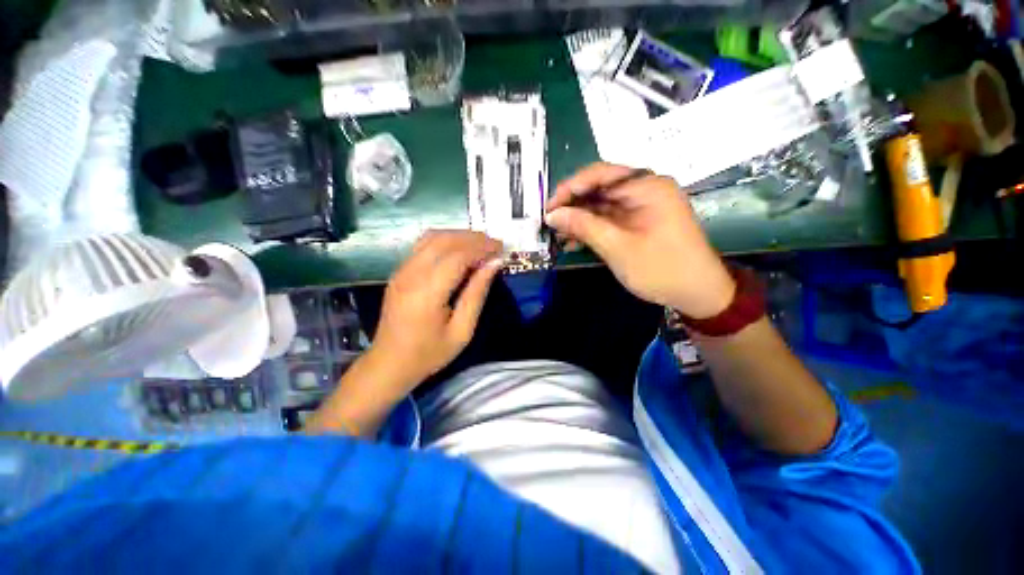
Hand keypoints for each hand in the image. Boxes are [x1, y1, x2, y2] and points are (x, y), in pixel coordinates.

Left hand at [371, 230, 503, 389]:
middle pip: (444, 240)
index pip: (458, 256)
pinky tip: (459, 251)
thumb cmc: (429, 353)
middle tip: (494, 245)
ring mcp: (401, 271)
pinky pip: (423, 246)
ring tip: (480, 245)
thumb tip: (494, 264)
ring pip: (432, 238)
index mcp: (427, 292)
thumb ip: (477, 293)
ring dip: (459, 236)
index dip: (482, 248)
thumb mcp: (462, 330)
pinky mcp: (399, 272)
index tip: (501, 249)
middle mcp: (411, 274)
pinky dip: (445, 241)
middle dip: (473, 238)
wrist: (389, 364)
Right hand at [546, 162, 734, 317]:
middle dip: (573, 205)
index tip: (549, 207)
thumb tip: (552, 214)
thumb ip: (583, 226)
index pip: (601, 174)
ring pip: (602, 205)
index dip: (571, 187)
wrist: (697, 294)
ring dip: (579, 219)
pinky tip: (574, 241)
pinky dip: (592, 228)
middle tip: (550, 222)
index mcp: (647, 186)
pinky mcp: (638, 222)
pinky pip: (609, 218)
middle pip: (600, 188)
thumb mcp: (617, 246)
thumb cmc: (660, 269)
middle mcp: (645, 189)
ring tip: (558, 235)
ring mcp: (642, 206)